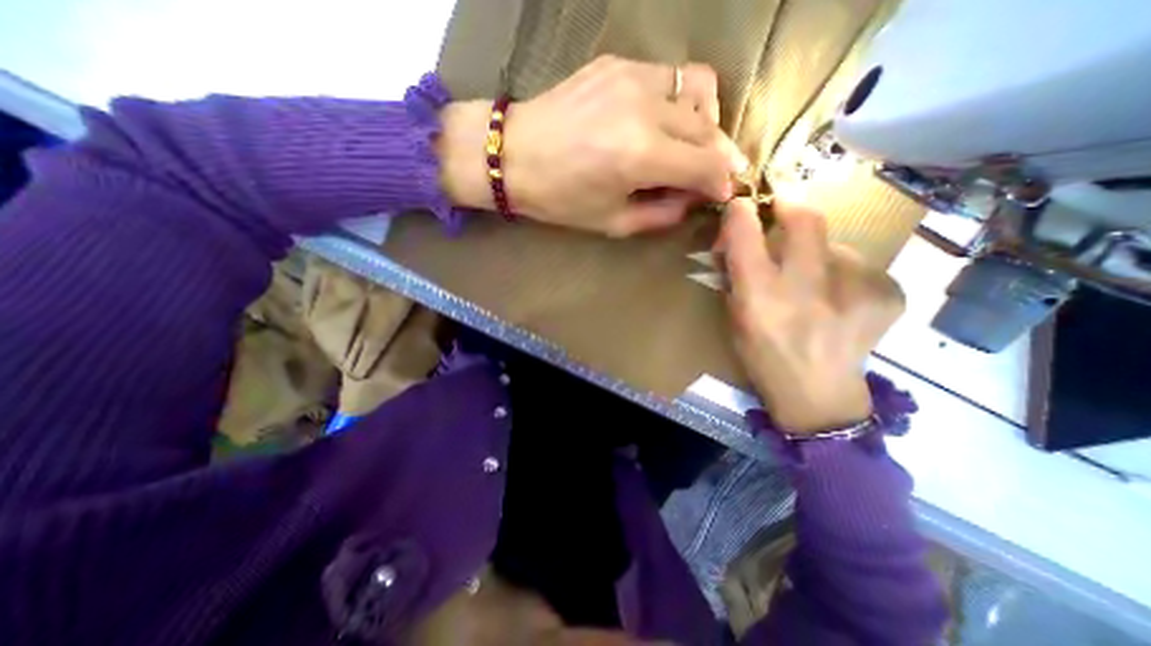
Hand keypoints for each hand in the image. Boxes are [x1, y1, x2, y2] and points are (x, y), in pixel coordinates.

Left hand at [438, 56, 746, 237]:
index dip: (722, 182)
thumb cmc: (559, 199)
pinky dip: (679, 101)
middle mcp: (644, 108)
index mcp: (639, 156)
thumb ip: (661, 214)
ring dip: (706, 122)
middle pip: (709, 128)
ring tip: (690, 145)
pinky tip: (661, 122)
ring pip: (699, 90)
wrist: (513, 154)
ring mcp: (631, 77)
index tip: (723, 193)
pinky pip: (669, 76)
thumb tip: (693, 200)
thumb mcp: (612, 222)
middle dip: (719, 156)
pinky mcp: (618, 63)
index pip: (707, 165)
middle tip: (711, 175)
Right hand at [721, 196, 904, 432]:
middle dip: (791, 205)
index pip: (747, 237)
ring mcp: (854, 290)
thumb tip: (739, 238)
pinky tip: (840, 299)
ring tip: (815, 284)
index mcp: (760, 298)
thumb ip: (737, 276)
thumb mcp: (735, 317)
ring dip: (817, 254)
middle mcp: (806, 288)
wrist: (818, 393)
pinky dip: (844, 274)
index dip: (742, 212)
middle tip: (784, 209)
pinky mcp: (887, 294)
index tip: (741, 204)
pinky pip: (859, 265)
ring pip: (833, 245)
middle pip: (805, 220)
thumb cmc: (763, 356)